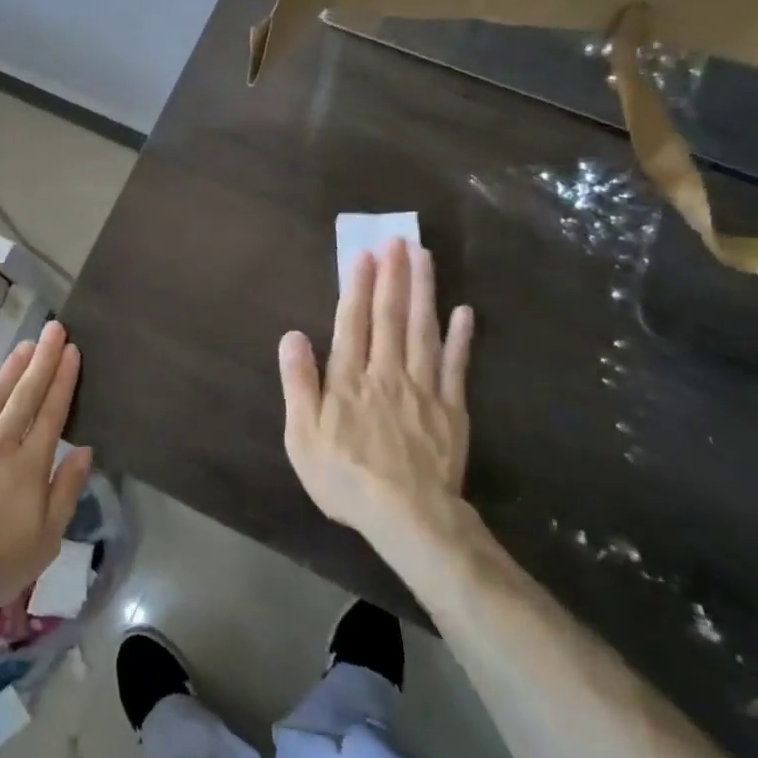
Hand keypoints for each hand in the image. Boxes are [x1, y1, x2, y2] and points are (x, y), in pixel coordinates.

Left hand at [0, 320, 93, 607]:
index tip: (72, 351)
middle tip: (54, 329)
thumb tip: (84, 450)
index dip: (63, 379)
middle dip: (42, 360)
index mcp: (29, 464)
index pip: (52, 412)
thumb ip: (66, 490)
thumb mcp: (47, 539)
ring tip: (23, 346)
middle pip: (25, 394)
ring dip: (9, 370)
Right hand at [279, 238, 475, 548]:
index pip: (353, 322)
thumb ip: (298, 383)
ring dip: (423, 291)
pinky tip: (464, 312)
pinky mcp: (451, 408)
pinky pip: (455, 366)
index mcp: (349, 378)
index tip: (365, 254)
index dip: (358, 286)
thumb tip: (292, 335)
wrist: (407, 517)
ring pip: (423, 330)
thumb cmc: (345, 478)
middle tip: (399, 240)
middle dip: (394, 275)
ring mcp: (423, 388)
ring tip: (425, 257)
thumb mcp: (302, 436)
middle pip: (390, 316)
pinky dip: (460, 338)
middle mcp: (386, 372)